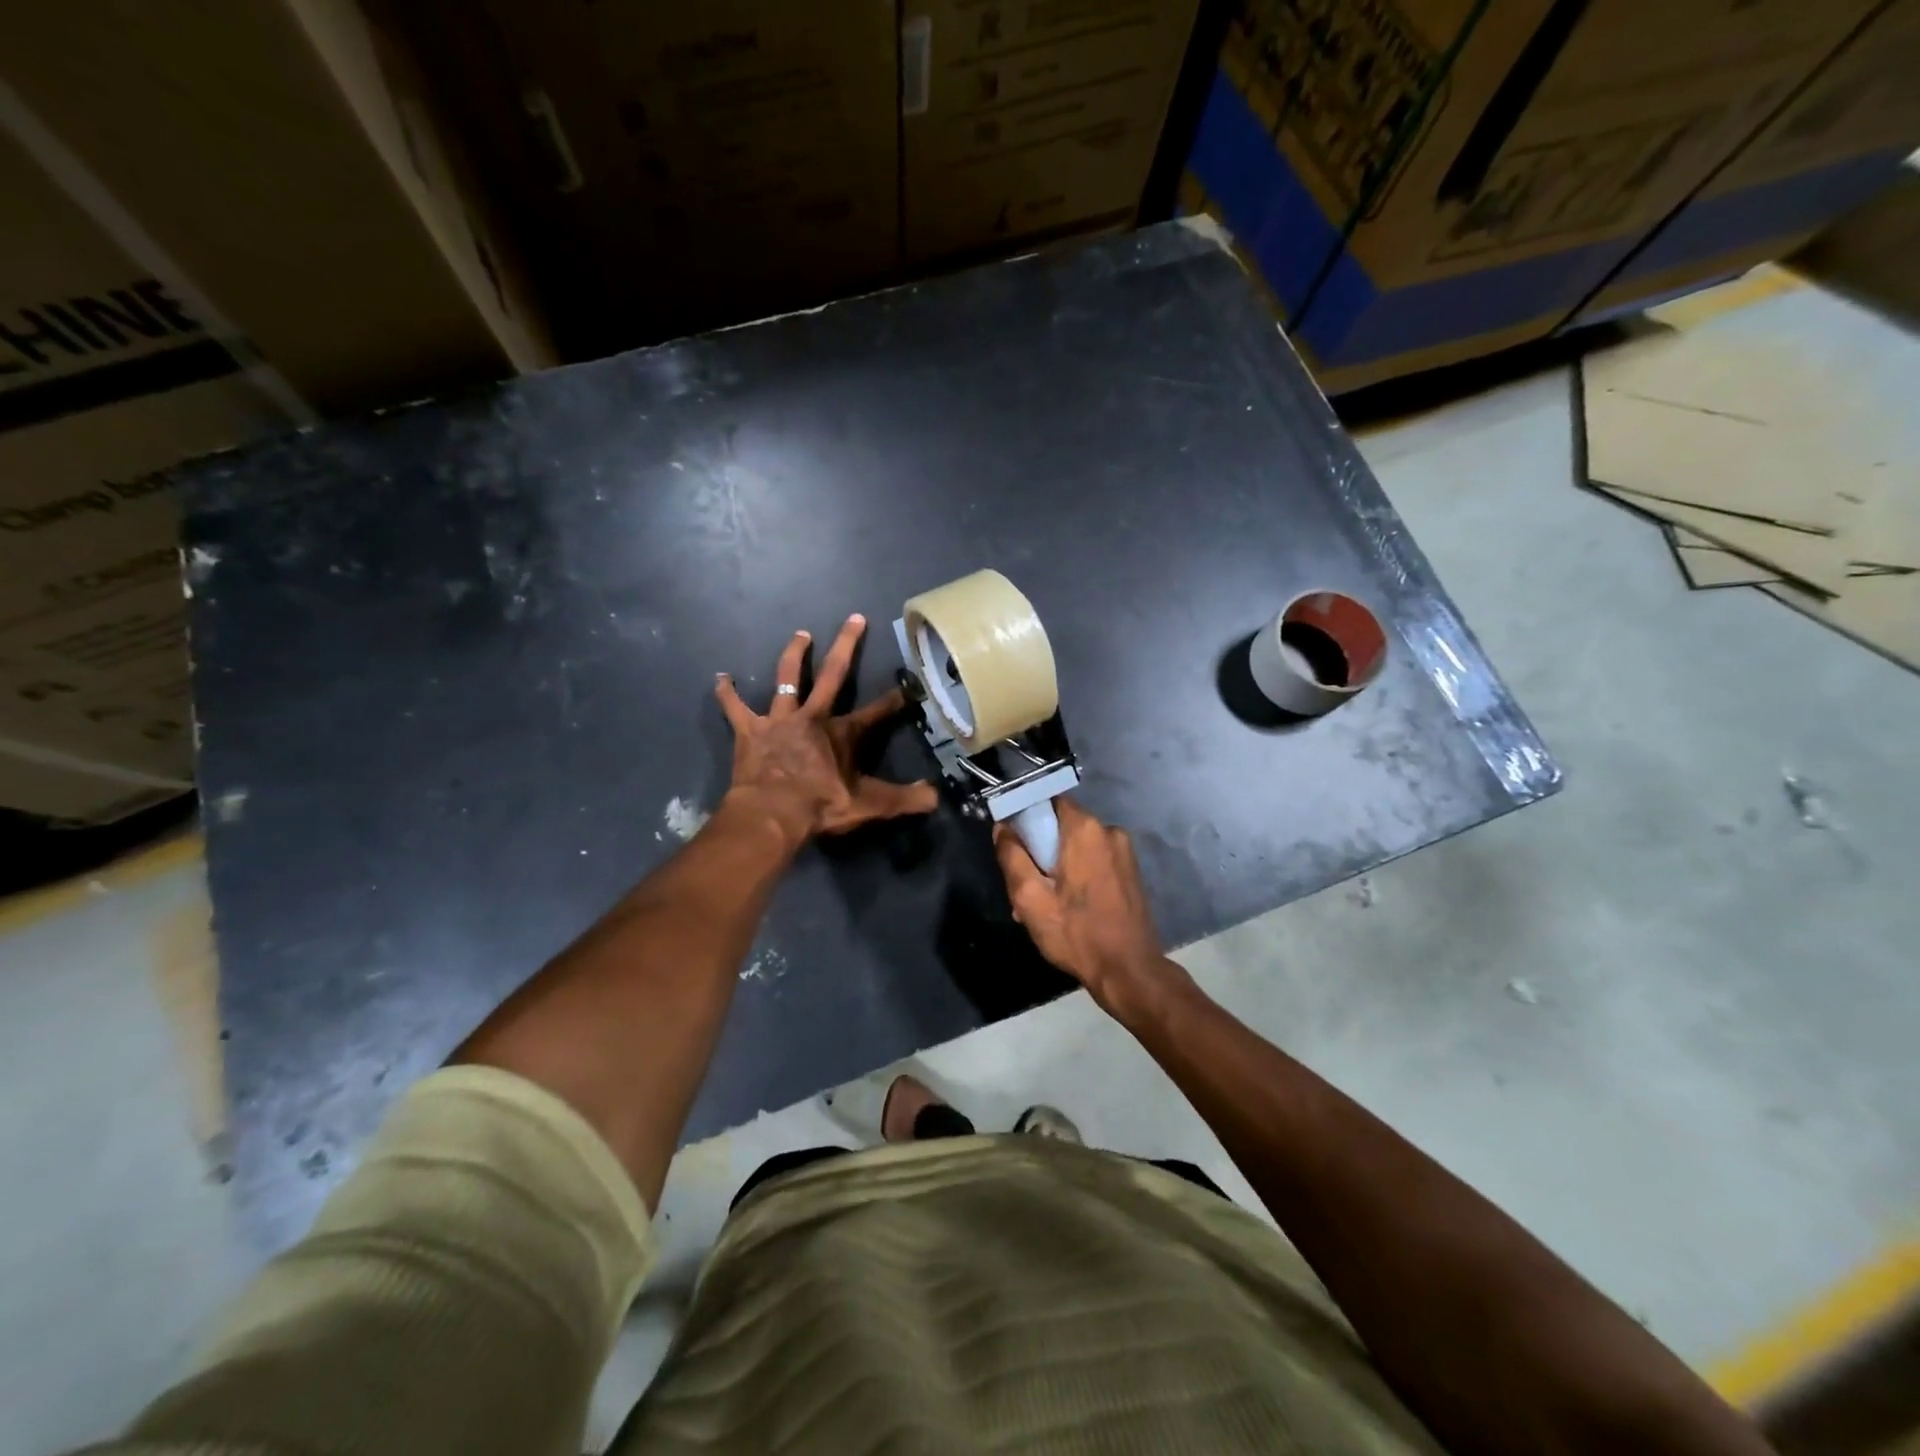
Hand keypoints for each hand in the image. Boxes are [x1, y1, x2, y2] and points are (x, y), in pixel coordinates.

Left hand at [716, 614, 938, 845]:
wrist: (772, 813)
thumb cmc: (821, 806)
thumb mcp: (870, 805)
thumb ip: (904, 799)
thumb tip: (936, 797)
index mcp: (842, 733)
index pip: (875, 712)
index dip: (893, 700)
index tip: (906, 686)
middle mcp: (813, 717)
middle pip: (833, 674)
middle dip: (847, 645)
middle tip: (855, 618)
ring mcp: (779, 720)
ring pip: (787, 679)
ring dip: (795, 655)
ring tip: (801, 634)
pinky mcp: (749, 731)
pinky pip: (735, 707)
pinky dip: (727, 693)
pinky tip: (721, 677)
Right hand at [994, 798, 1182, 1020]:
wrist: (1129, 971)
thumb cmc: (1076, 933)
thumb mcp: (1030, 898)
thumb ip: (1012, 856)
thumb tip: (1003, 828)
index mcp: (1085, 829)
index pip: (1047, 801)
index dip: (1026, 819)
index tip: (1012, 845)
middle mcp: (1109, 831)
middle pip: (1061, 826)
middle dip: (1040, 850)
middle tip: (1024, 885)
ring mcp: (1124, 851)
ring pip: (1076, 846)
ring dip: (1057, 867)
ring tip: (1043, 904)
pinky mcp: (1130, 871)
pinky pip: (1093, 861)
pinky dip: (1077, 876)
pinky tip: (1067, 907)